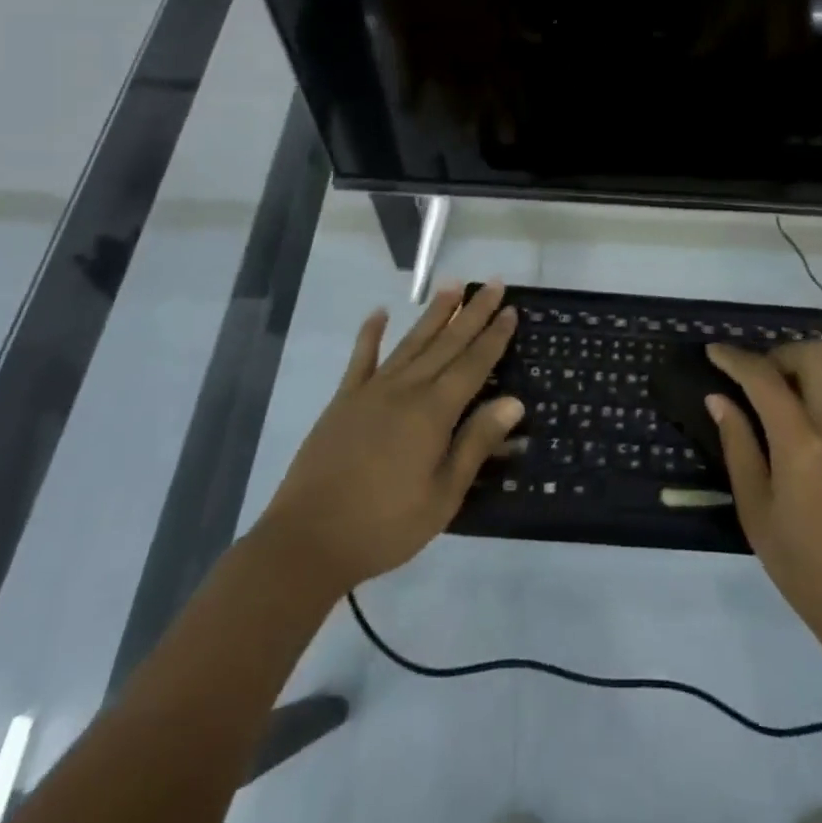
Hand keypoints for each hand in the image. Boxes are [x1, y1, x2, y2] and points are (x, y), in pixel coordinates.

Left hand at [253, 283, 523, 596]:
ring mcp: (372, 390)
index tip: (511, 309)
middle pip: (446, 343)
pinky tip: (379, 313)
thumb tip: (514, 402)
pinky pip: (361, 358)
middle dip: (472, 312)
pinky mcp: (344, 400)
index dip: (494, 336)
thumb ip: (476, 444)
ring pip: (411, 342)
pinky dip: (370, 333)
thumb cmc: (385, 525)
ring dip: (434, 312)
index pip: (473, 364)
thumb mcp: (442, 496)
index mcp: (433, 412)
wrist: (308, 540)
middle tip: (493, 283)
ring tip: (452, 284)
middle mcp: (406, 389)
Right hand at [706, 340, 821, 647]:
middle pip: (815, 354)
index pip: (765, 378)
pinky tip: (811, 415)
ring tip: (781, 393)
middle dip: (780, 353)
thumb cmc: (804, 567)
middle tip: (756, 377)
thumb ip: (738, 446)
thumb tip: (719, 399)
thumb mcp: (756, 511)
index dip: (735, 359)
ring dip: (806, 367)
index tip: (714, 351)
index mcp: (802, 445)